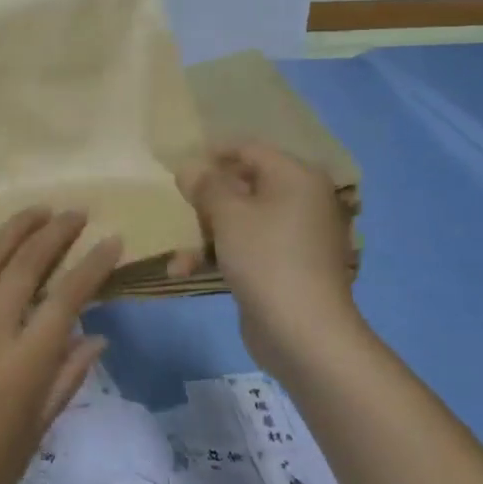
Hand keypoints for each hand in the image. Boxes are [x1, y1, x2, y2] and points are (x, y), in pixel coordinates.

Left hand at [0, 207, 121, 483]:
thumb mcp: (37, 432)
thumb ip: (66, 377)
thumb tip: (96, 334)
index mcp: (24, 362)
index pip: (69, 296)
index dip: (95, 264)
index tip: (113, 240)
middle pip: (27, 264)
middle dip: (57, 232)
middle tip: (76, 214)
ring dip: (14, 228)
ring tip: (38, 210)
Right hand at [175, 141, 363, 381]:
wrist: (305, 334)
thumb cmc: (266, 258)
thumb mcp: (227, 214)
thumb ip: (206, 185)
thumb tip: (190, 168)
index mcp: (296, 177)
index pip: (250, 149)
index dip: (213, 154)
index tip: (179, 165)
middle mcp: (302, 201)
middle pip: (245, 185)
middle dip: (206, 199)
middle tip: (178, 205)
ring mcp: (296, 236)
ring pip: (242, 220)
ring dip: (206, 233)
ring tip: (177, 254)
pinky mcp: (286, 267)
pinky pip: (248, 248)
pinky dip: (220, 255)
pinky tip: (184, 271)